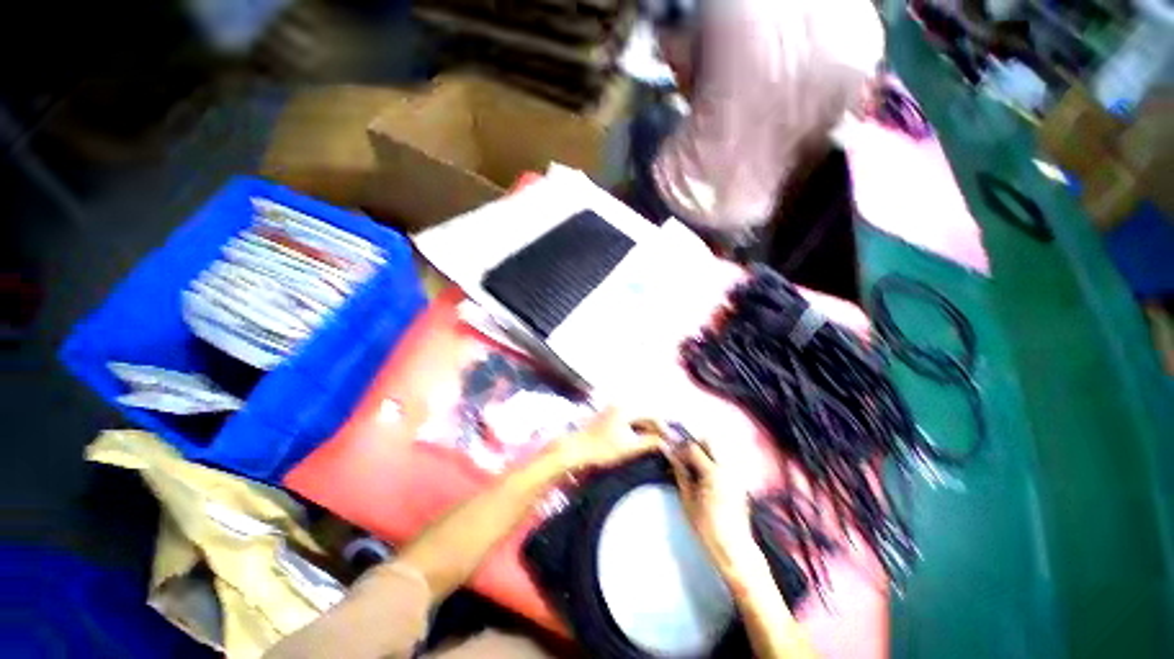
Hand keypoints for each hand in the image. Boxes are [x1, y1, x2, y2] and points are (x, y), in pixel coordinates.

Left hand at [556, 408, 660, 471]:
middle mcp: (620, 404)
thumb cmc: (602, 448)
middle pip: (643, 414)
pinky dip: (636, 427)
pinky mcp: (607, 415)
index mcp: (626, 409)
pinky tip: (639, 438)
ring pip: (636, 416)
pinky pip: (628, 418)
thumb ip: (649, 443)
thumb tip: (665, 442)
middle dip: (655, 427)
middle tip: (665, 441)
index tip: (671, 439)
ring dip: (646, 427)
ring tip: (654, 441)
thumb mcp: (629, 447)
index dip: (663, 427)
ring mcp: (612, 409)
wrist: (576, 449)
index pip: (651, 414)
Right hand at [666, 441, 760, 578]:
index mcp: (713, 472)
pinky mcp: (739, 482)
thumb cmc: (707, 527)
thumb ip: (680, 473)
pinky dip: (711, 462)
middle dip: (694, 443)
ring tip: (691, 466)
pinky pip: (723, 462)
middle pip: (709, 441)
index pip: (693, 447)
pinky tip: (703, 476)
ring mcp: (735, 474)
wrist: (734, 549)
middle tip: (682, 456)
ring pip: (717, 450)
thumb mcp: (687, 499)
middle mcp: (727, 468)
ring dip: (703, 452)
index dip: (679, 447)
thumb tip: (670, 455)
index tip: (671, 453)